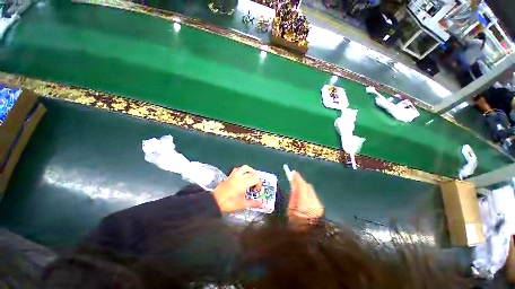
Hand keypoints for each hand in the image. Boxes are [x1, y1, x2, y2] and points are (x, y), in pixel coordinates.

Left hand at [212, 165, 262, 212]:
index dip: (259, 184)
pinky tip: (241, 177)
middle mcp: (240, 176)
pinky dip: (242, 171)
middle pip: (252, 172)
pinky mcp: (229, 176)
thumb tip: (261, 204)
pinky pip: (237, 169)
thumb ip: (253, 203)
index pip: (256, 178)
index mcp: (244, 182)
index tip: (256, 190)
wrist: (214, 201)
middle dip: (256, 178)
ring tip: (250, 177)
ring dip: (250, 171)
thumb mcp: (242, 205)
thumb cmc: (229, 203)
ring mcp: (234, 175)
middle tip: (254, 185)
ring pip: (245, 168)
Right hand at [287, 171, 323, 222]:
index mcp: (304, 203)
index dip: (297, 178)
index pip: (302, 186)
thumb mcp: (291, 209)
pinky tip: (303, 196)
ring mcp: (318, 204)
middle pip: (307, 186)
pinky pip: (312, 195)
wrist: (311, 236)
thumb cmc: (297, 224)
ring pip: (311, 190)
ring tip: (298, 188)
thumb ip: (294, 196)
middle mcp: (314, 201)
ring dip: (304, 187)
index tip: (293, 172)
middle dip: (301, 182)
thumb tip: (294, 185)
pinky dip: (307, 192)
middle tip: (294, 180)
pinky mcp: (320, 206)